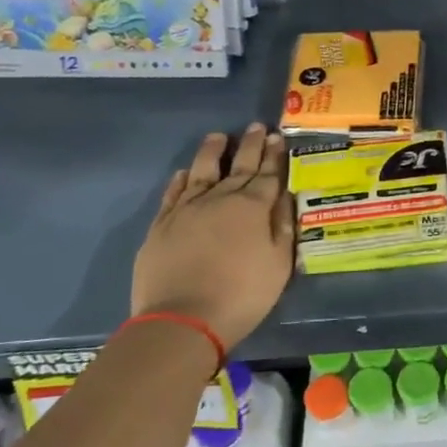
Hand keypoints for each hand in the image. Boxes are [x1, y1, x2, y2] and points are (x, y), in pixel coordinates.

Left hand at [132, 125, 293, 350]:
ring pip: (202, 170)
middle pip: (238, 165)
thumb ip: (283, 226)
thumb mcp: (279, 264)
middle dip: (250, 145)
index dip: (274, 155)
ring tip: (218, 136)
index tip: (278, 137)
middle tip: (257, 126)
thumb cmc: (243, 294)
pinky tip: (184, 172)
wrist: (183, 320)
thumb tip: (284, 197)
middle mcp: (220, 198)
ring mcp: (187, 209)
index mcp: (253, 207)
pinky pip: (173, 193)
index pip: (268, 174)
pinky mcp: (162, 224)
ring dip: (212, 152)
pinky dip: (181, 179)